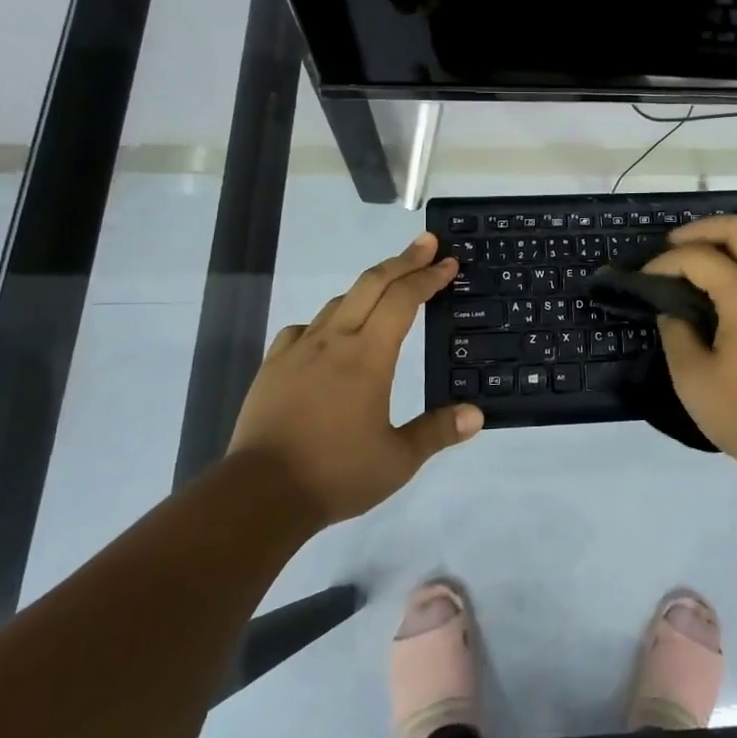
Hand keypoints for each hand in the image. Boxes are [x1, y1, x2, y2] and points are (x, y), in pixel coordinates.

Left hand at [228, 233, 482, 525]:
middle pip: (371, 284)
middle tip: (426, 243)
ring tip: (386, 289)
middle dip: (402, 260)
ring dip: (367, 287)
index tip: (448, 262)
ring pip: (338, 302)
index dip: (428, 277)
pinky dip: (327, 320)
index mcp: (368, 356)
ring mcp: (299, 350)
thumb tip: (476, 415)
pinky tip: (329, 334)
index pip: (404, 300)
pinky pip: (304, 329)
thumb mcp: (397, 460)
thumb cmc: (336, 473)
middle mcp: (334, 341)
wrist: (259, 494)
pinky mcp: (273, 366)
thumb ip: (437, 432)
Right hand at [643, 216, 736, 476]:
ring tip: (693, 268)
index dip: (665, 262)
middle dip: (703, 229)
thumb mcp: (692, 377)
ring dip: (726, 247)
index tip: (644, 278)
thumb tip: (674, 311)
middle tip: (673, 245)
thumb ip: (676, 333)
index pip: (699, 257)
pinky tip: (720, 296)